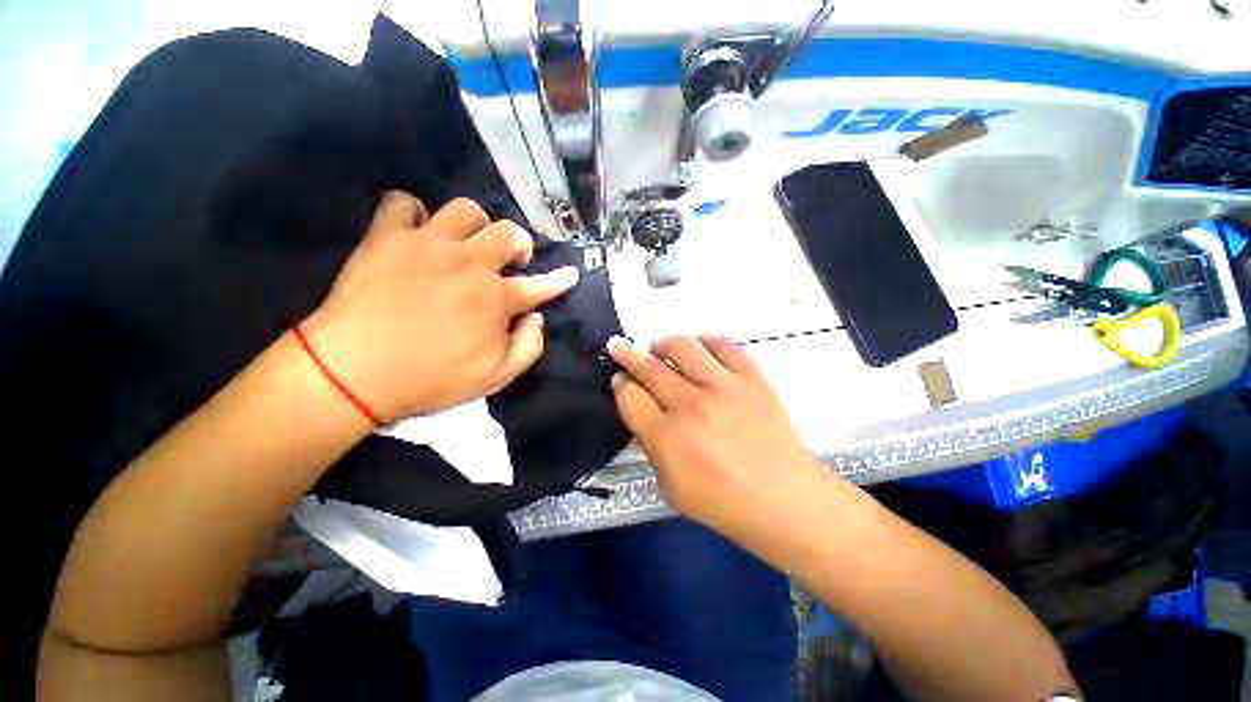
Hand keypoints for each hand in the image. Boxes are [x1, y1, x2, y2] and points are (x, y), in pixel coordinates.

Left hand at [302, 191, 578, 421]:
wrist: (354, 372)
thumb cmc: (431, 378)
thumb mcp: (496, 377)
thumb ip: (529, 346)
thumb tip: (536, 318)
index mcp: (497, 298)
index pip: (540, 285)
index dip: (559, 281)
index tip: (570, 274)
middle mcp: (470, 263)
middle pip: (507, 233)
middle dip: (519, 243)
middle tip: (512, 258)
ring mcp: (429, 245)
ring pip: (465, 209)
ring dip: (475, 223)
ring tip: (468, 241)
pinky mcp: (388, 237)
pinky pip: (403, 203)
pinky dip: (413, 212)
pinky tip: (416, 231)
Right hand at [607, 335, 824, 541]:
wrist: (785, 500)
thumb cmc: (725, 503)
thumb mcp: (671, 487)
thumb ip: (651, 446)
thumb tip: (641, 412)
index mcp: (668, 437)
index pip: (630, 396)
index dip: (620, 384)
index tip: (620, 380)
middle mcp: (692, 405)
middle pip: (649, 367)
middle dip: (628, 354)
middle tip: (619, 346)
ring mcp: (725, 387)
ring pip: (683, 346)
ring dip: (663, 343)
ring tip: (659, 346)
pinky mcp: (753, 378)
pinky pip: (724, 345)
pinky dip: (706, 341)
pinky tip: (700, 346)